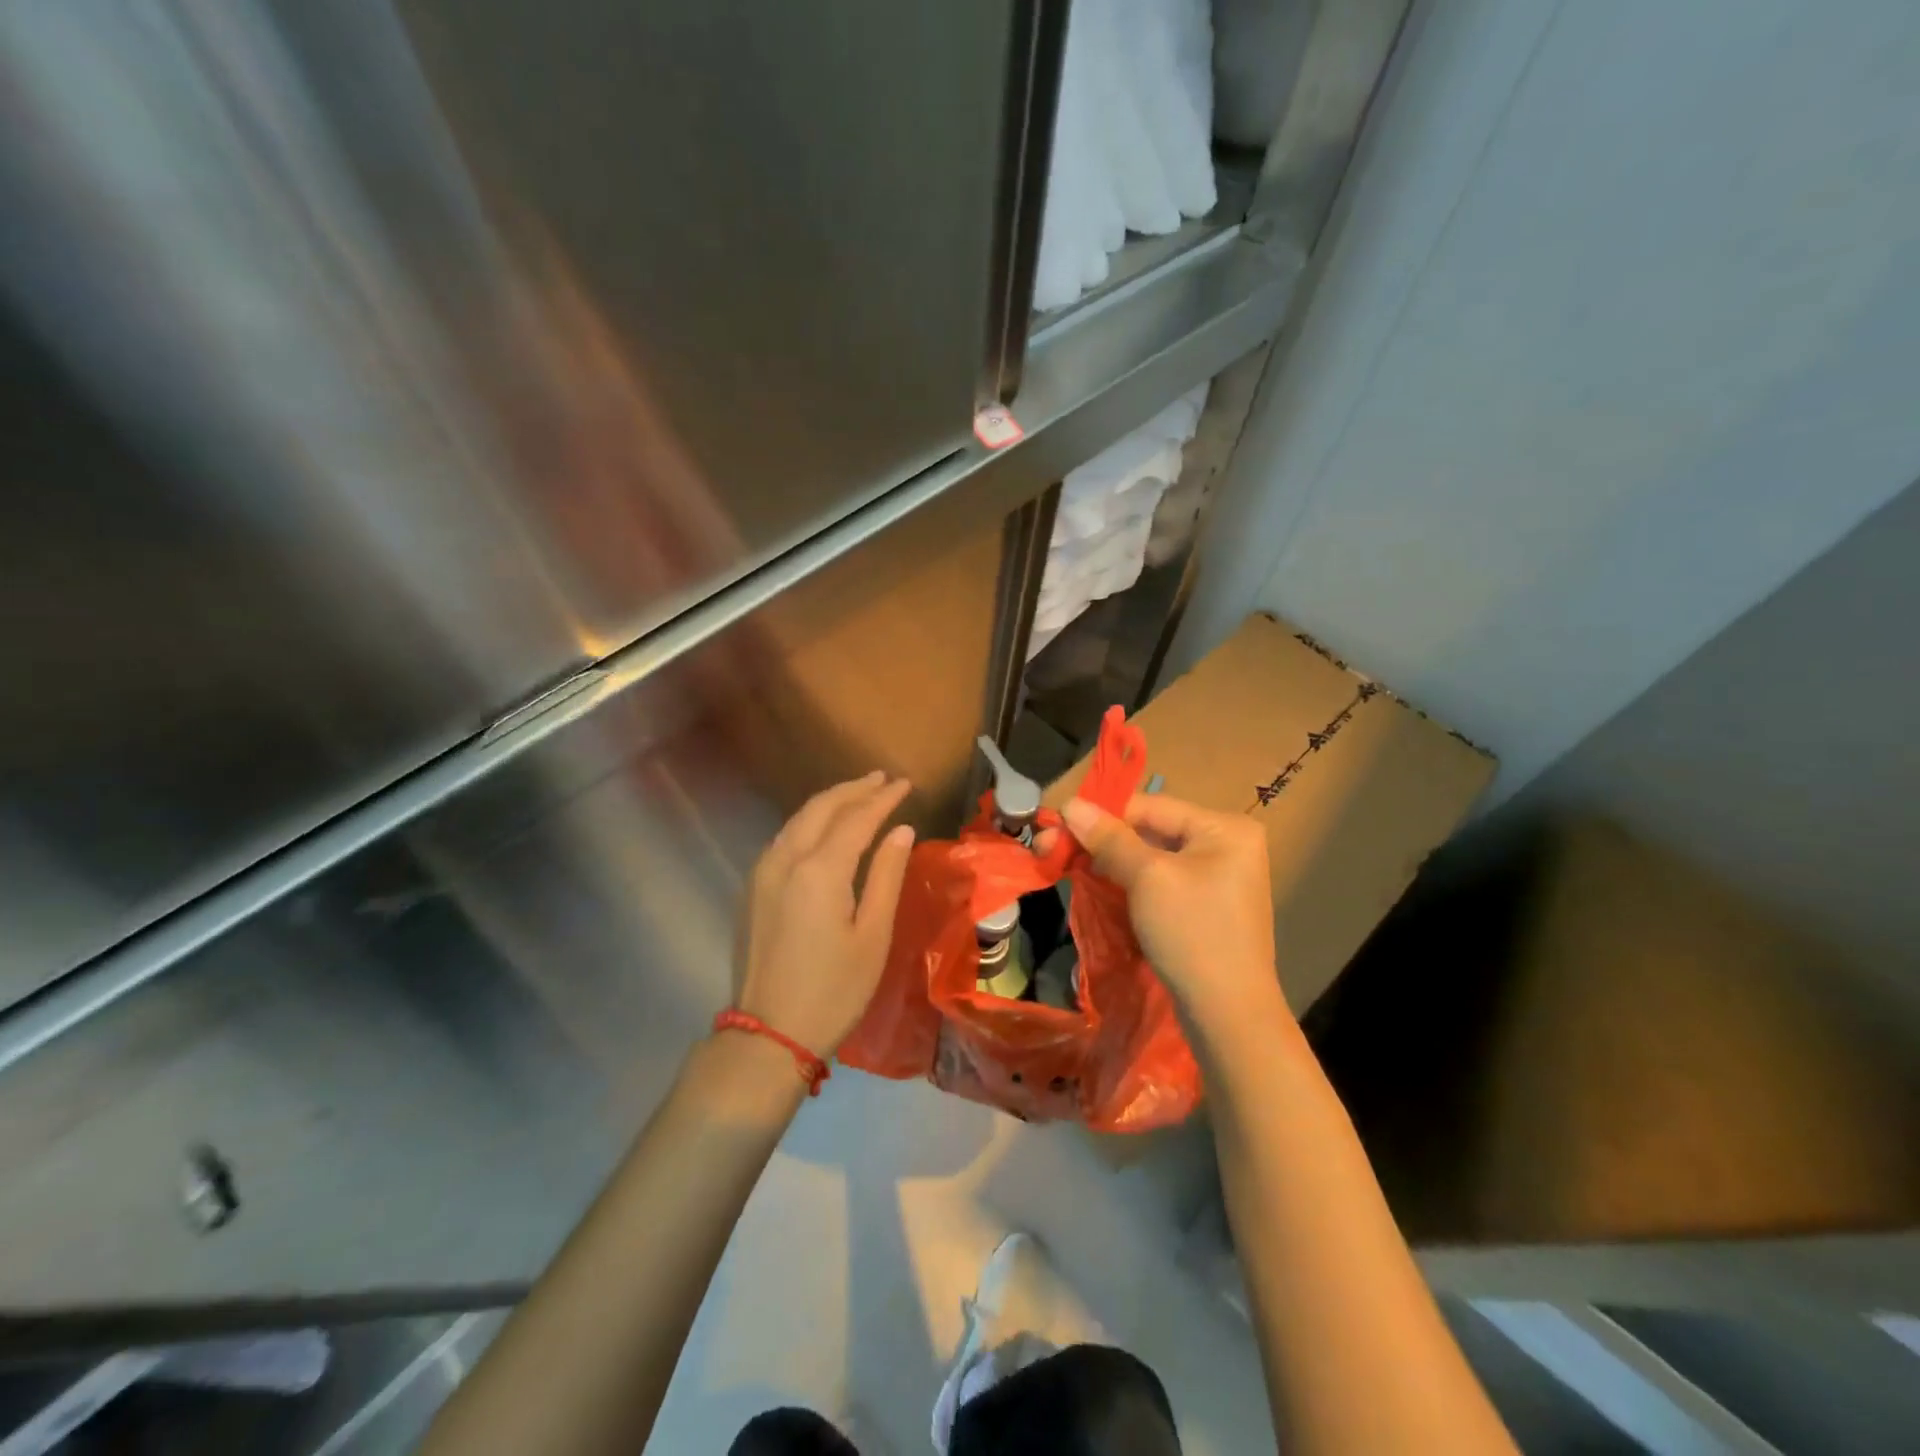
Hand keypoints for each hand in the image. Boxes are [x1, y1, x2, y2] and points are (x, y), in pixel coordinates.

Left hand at [735, 772, 915, 1058]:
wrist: (769, 1036)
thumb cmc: (833, 990)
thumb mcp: (873, 936)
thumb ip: (886, 876)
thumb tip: (901, 831)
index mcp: (819, 870)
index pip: (857, 818)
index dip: (883, 798)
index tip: (905, 784)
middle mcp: (785, 859)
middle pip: (821, 808)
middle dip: (853, 789)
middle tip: (882, 779)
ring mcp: (762, 872)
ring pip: (798, 819)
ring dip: (830, 802)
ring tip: (858, 794)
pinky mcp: (753, 889)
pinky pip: (784, 838)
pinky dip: (810, 822)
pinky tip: (825, 827)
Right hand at [1059, 794, 1285, 1036]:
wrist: (1229, 1015)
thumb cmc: (1192, 934)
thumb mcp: (1147, 878)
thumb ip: (1109, 838)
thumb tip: (1070, 803)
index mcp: (1224, 827)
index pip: (1150, 805)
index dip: (1100, 813)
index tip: (1055, 823)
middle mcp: (1225, 844)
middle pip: (1150, 830)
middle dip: (1100, 839)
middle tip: (1050, 847)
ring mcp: (1217, 877)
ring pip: (1151, 856)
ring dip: (1109, 860)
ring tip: (1066, 864)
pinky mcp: (1204, 905)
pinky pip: (1159, 880)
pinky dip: (1128, 881)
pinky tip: (1098, 884)